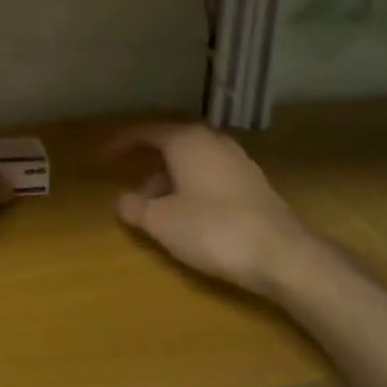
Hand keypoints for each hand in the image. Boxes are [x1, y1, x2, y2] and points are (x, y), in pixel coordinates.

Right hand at [108, 122, 319, 298]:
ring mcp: (238, 161)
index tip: (103, 154)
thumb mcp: (161, 222)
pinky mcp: (254, 183)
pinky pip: (212, 175)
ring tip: (157, 206)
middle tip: (130, 180)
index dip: (122, 142)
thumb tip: (122, 200)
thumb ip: (134, 207)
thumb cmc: (212, 229)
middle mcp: (213, 141)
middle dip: (149, 162)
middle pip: (172, 143)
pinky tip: (190, 213)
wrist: (282, 254)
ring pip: (194, 161)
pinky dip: (193, 186)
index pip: (147, 132)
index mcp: (186, 141)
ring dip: (171, 178)